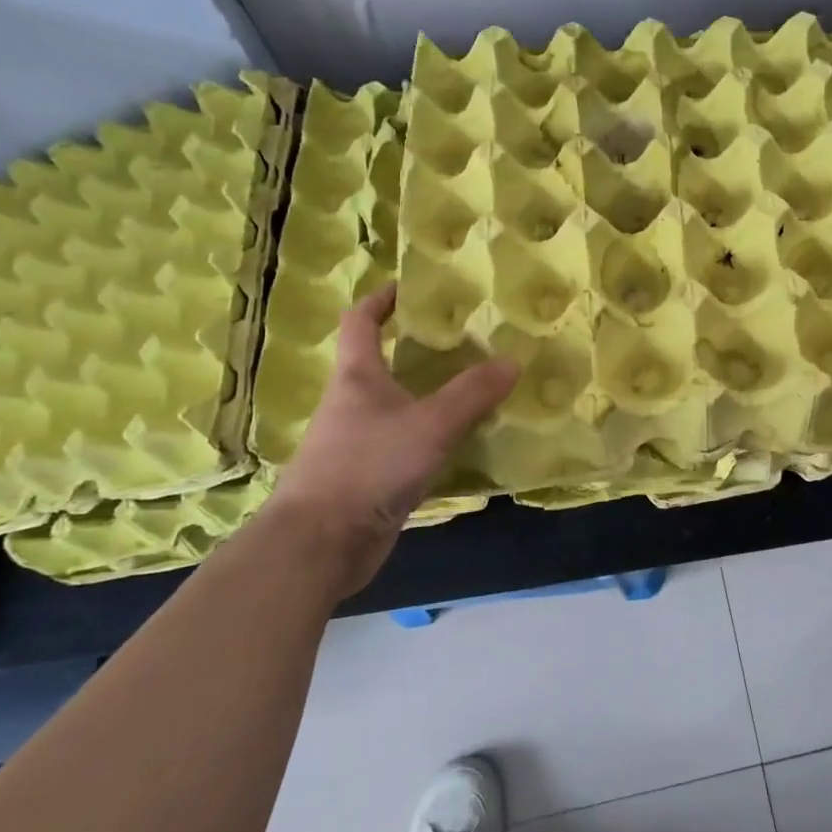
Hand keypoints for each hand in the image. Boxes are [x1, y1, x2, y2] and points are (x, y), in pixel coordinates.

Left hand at [261, 285, 517, 590]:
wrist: (319, 545)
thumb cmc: (367, 467)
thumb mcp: (429, 424)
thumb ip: (471, 393)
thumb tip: (512, 361)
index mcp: (356, 377)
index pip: (361, 321)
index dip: (381, 299)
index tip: (409, 286)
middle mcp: (352, 404)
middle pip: (380, 363)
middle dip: (416, 348)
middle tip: (464, 340)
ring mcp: (356, 443)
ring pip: (396, 407)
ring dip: (427, 396)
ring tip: (473, 387)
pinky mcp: (367, 479)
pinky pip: (404, 445)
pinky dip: (430, 437)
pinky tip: (461, 442)